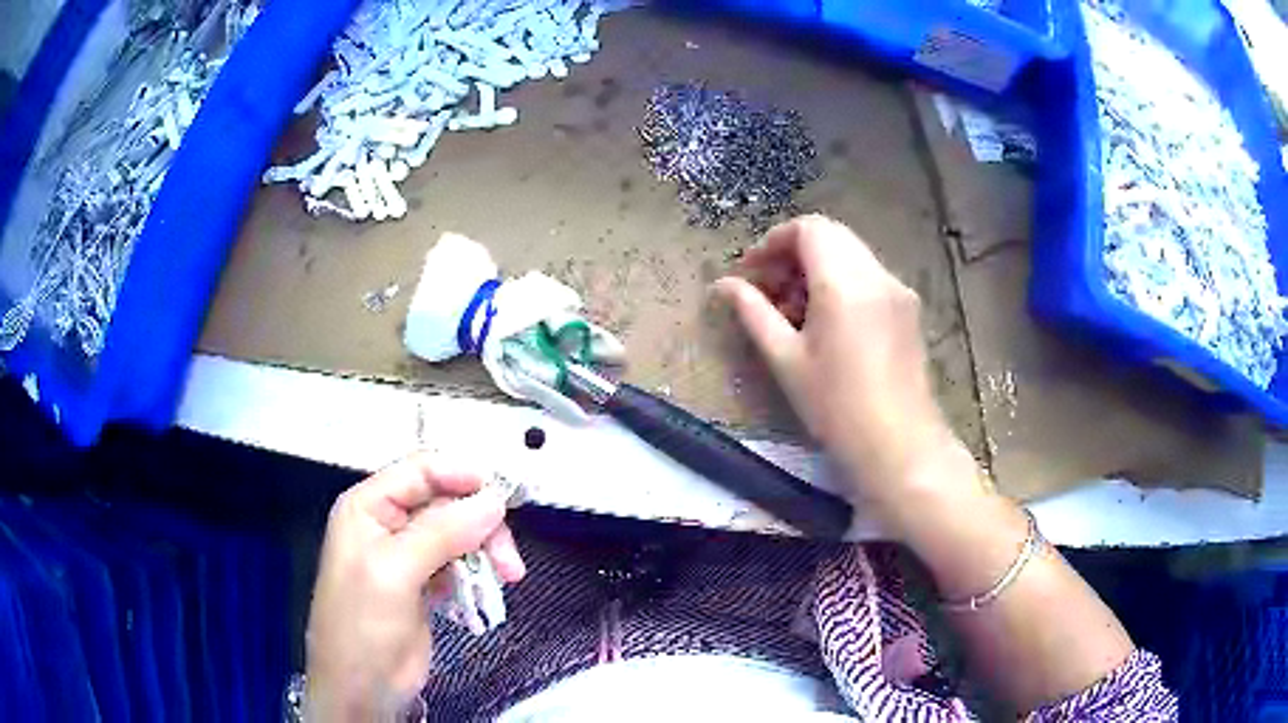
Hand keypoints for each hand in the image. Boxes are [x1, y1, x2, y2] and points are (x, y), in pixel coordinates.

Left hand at [304, 453, 525, 720]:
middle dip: (482, 525)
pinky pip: (460, 563)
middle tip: (509, 561)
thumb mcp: (395, 572)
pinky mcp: (426, 583)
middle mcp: (388, 523)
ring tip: (508, 579)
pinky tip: (483, 595)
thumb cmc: (363, 625)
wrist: (362, 688)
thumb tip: (494, 499)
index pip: (421, 470)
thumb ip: (442, 532)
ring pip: (459, 533)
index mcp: (368, 506)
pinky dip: (477, 574)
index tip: (505, 497)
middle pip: (447, 503)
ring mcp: (408, 555)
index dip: (463, 476)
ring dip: (486, 552)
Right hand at [714, 215, 960, 509]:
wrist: (899, 447)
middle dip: (794, 254)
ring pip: (851, 255)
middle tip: (769, 291)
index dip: (774, 241)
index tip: (752, 272)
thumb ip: (754, 313)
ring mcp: (898, 289)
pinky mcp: (909, 309)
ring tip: (794, 312)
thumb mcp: (786, 360)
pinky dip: (842, 283)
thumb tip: (724, 285)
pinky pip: (869, 276)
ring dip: (818, 268)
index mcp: (845, 282)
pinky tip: (827, 323)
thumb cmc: (836, 408)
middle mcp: (877, 274)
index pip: (808, 229)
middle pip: (831, 236)